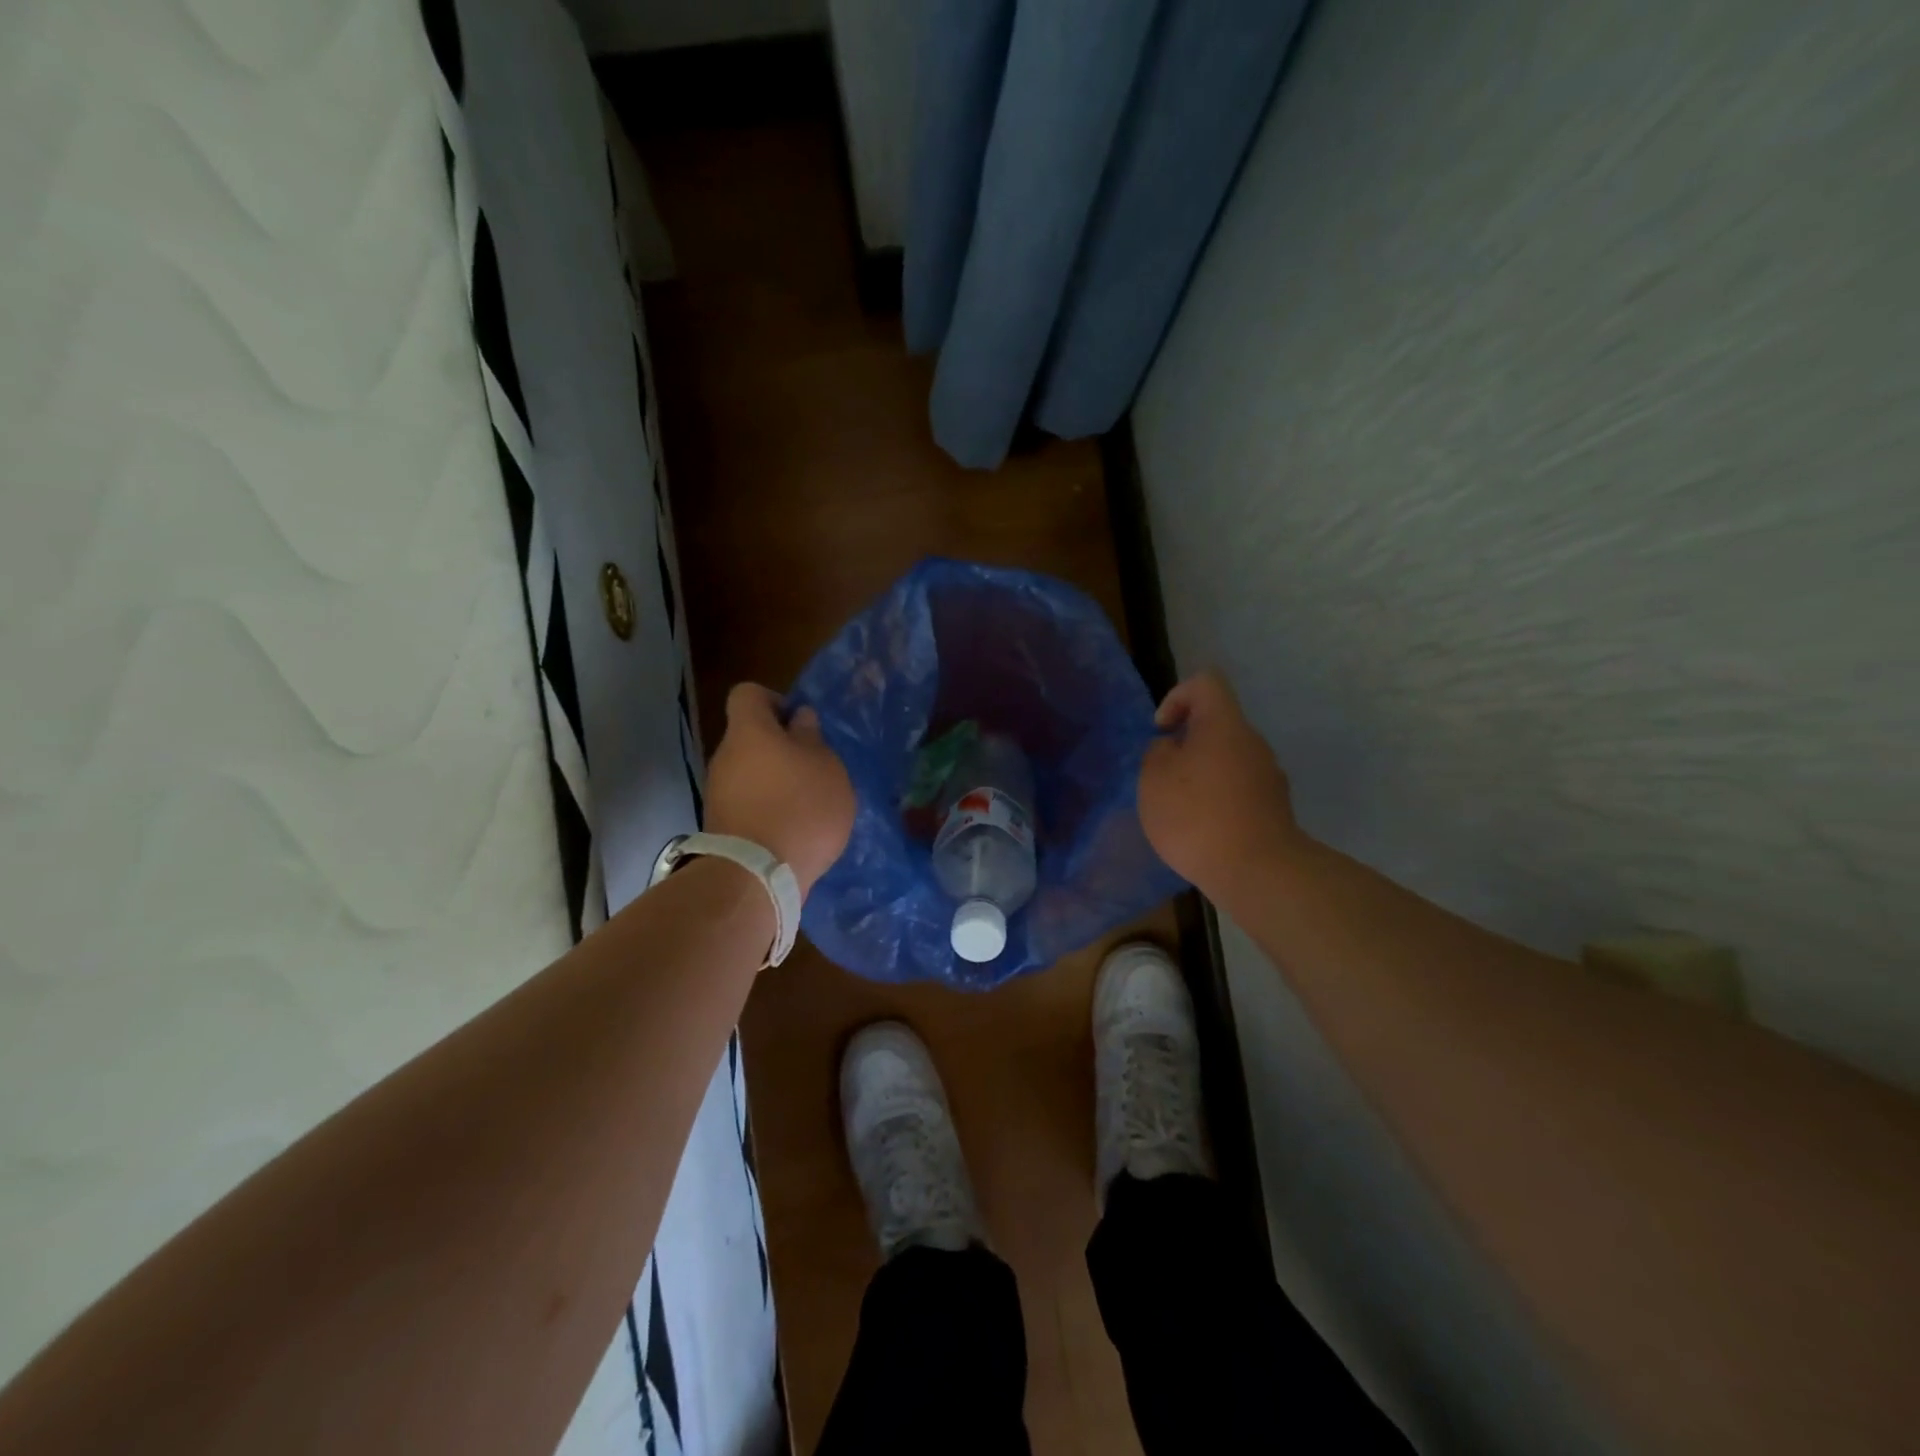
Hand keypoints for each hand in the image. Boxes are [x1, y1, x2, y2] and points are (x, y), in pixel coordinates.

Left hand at [705, 683, 854, 899]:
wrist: (757, 876)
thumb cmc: (800, 808)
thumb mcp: (826, 766)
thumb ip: (812, 738)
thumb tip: (799, 719)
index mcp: (749, 731)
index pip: (748, 694)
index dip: (775, 701)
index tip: (801, 725)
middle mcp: (725, 756)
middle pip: (750, 737)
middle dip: (781, 748)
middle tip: (814, 769)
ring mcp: (718, 793)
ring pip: (749, 772)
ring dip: (775, 781)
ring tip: (807, 805)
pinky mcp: (721, 825)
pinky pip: (747, 803)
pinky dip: (768, 809)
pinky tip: (792, 830)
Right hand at [1138, 671, 1303, 892]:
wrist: (1257, 871)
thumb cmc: (1196, 815)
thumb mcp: (1154, 778)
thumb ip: (1157, 752)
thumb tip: (1172, 748)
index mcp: (1224, 724)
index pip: (1205, 683)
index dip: (1177, 696)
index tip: (1163, 731)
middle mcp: (1252, 742)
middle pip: (1217, 723)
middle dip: (1187, 743)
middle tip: (1164, 776)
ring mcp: (1269, 775)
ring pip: (1228, 758)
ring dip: (1202, 774)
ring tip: (1181, 809)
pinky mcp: (1274, 807)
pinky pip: (1239, 788)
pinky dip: (1218, 799)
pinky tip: (1204, 830)